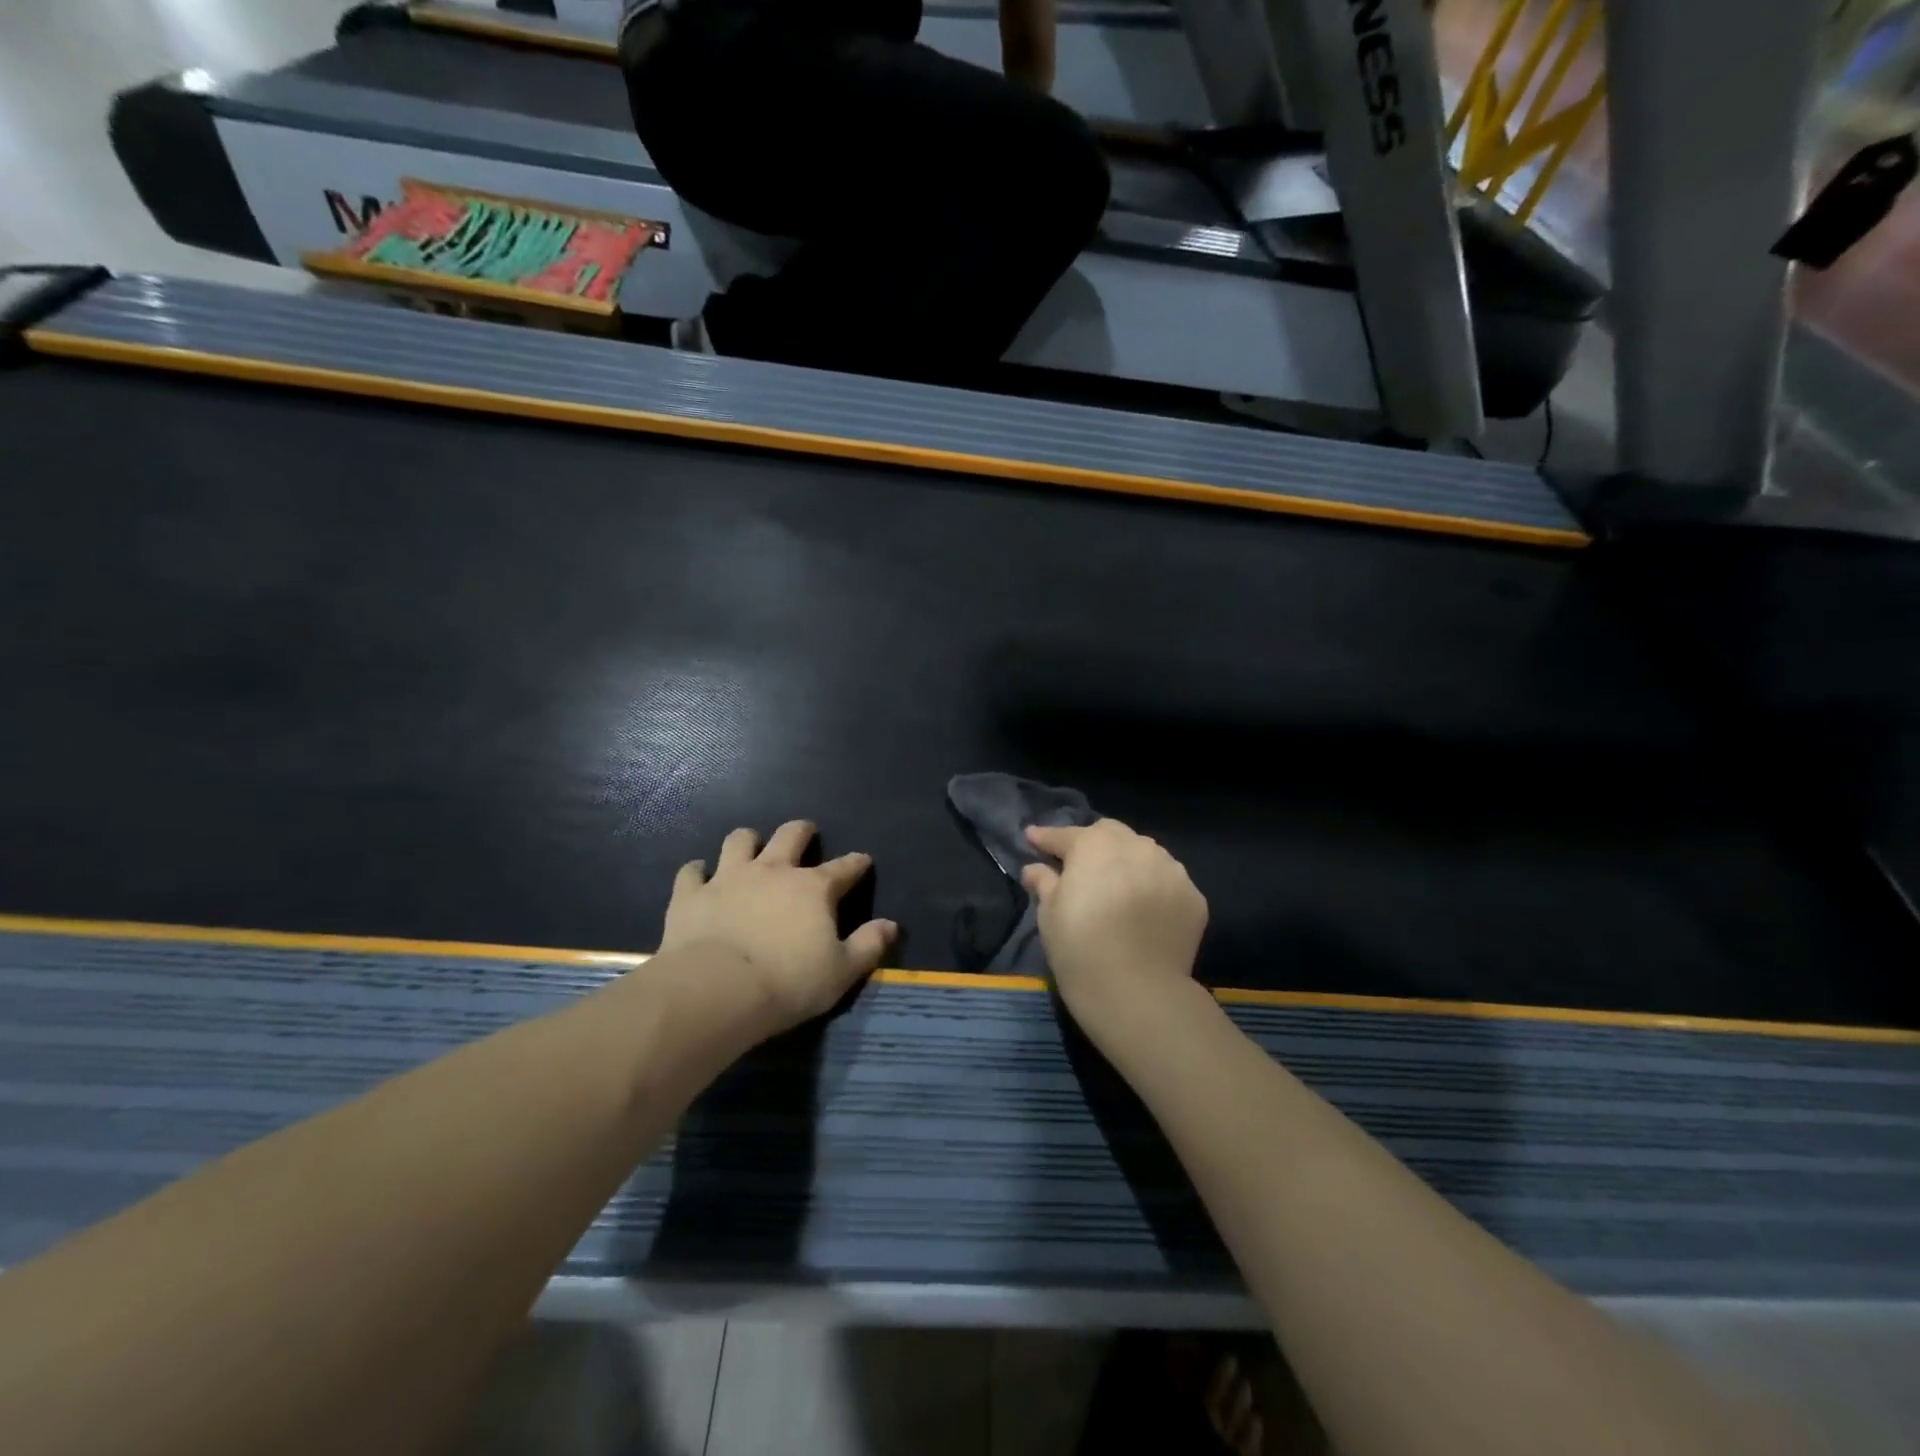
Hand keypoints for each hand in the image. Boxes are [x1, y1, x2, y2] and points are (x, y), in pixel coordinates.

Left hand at [660, 820, 896, 1036]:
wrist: (716, 990)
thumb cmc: (788, 982)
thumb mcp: (841, 972)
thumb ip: (868, 945)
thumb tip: (891, 925)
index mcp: (814, 888)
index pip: (844, 867)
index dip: (856, 863)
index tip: (862, 861)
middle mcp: (773, 871)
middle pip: (790, 835)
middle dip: (802, 832)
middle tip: (805, 834)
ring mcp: (729, 878)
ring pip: (739, 841)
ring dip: (747, 842)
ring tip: (750, 848)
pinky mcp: (691, 894)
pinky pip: (691, 872)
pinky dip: (697, 872)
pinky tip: (699, 876)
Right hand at [1022, 819, 1207, 1035]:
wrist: (1137, 992)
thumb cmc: (1080, 947)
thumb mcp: (1049, 914)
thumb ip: (1044, 883)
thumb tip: (1035, 869)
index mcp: (1094, 845)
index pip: (1065, 835)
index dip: (1046, 838)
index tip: (1033, 838)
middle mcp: (1137, 847)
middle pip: (1111, 834)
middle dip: (1094, 844)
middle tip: (1080, 866)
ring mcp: (1171, 869)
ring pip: (1145, 854)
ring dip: (1128, 864)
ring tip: (1118, 889)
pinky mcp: (1194, 897)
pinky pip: (1167, 883)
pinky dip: (1154, 889)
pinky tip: (1144, 912)